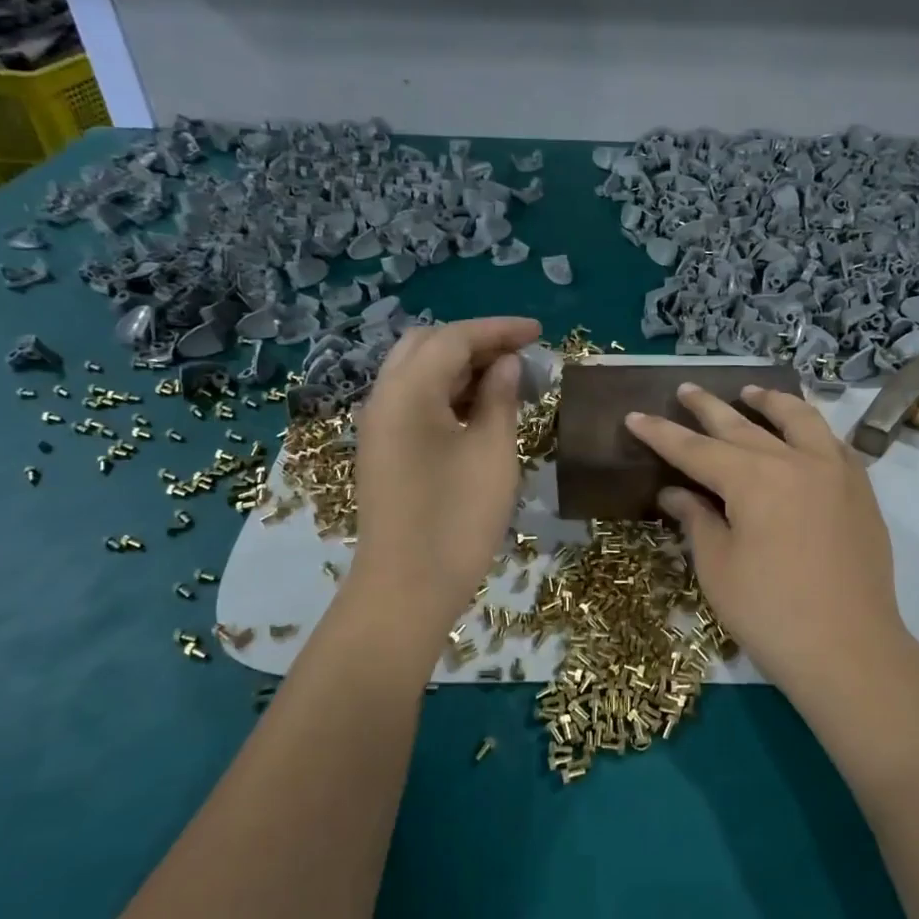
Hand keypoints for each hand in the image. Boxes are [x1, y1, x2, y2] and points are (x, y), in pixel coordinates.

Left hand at [348, 317, 541, 632]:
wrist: (406, 588)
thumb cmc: (457, 518)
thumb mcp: (492, 452)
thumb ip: (500, 398)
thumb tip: (507, 364)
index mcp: (407, 391)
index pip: (453, 338)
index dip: (498, 330)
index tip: (539, 332)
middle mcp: (383, 398)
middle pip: (427, 346)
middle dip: (475, 342)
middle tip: (520, 355)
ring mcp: (379, 426)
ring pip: (418, 374)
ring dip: (461, 368)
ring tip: (507, 380)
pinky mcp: (383, 451)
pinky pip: (414, 403)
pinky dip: (447, 394)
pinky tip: (480, 409)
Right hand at [626, 384, 908, 694]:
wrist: (849, 650)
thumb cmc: (770, 612)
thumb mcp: (718, 567)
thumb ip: (696, 520)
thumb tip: (673, 493)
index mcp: (753, 479)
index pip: (695, 449)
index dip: (662, 434)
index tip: (635, 415)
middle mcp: (795, 462)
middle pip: (743, 425)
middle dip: (708, 407)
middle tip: (685, 390)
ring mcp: (835, 472)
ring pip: (799, 420)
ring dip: (770, 402)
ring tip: (750, 391)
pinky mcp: (861, 492)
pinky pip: (834, 443)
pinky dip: (812, 429)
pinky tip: (803, 433)